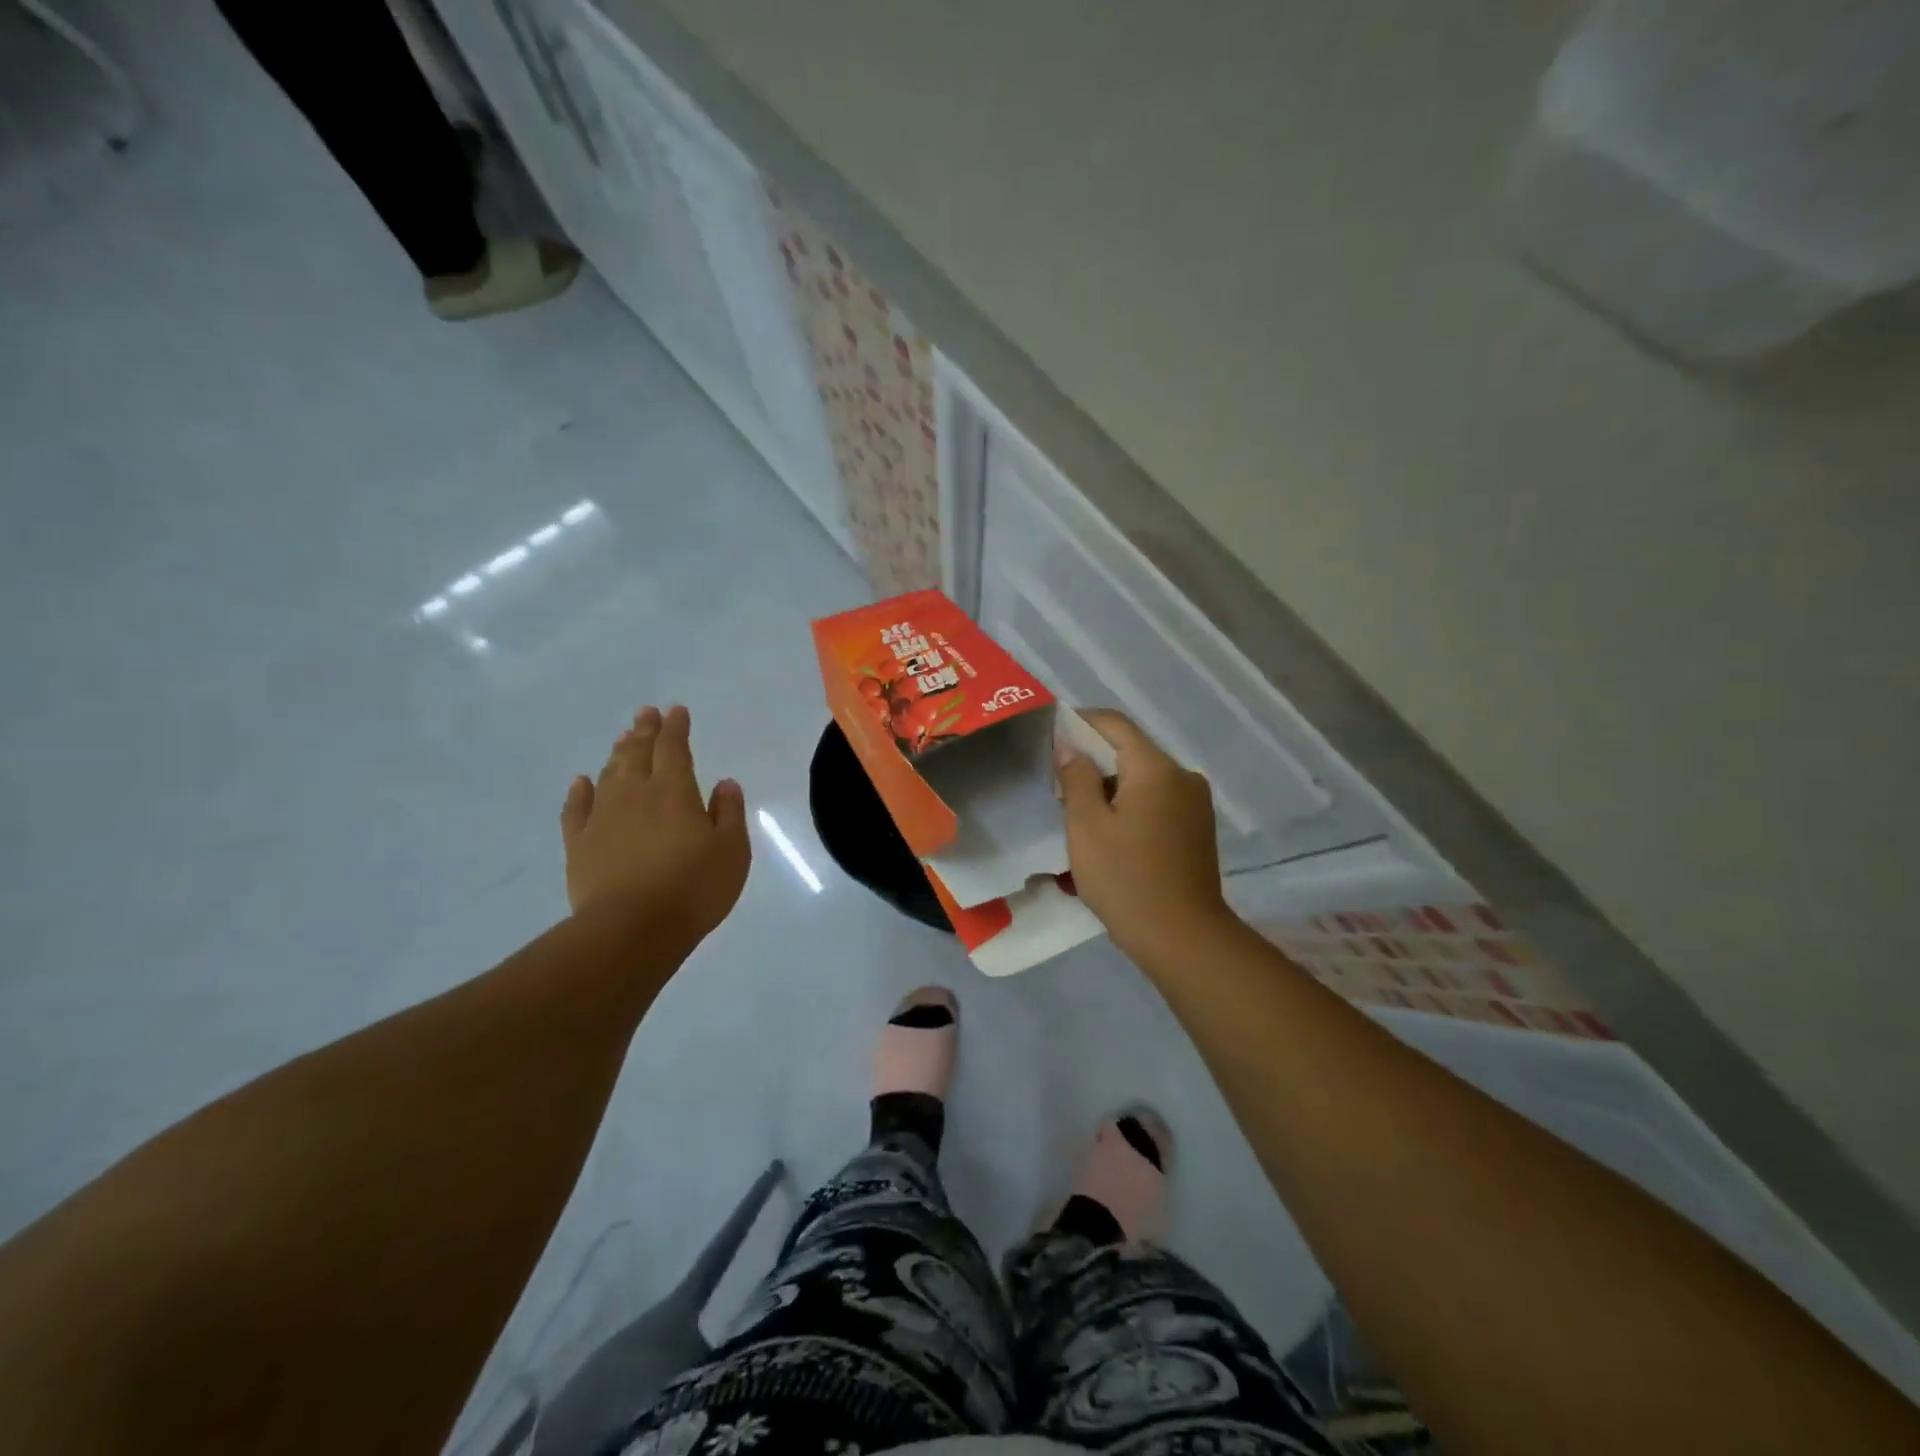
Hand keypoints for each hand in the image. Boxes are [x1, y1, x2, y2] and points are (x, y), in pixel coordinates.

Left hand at [560, 705, 750, 944]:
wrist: (632, 928)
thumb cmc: (693, 887)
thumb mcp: (731, 850)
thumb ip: (728, 812)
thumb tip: (725, 782)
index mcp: (674, 791)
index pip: (674, 748)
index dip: (676, 727)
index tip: (677, 711)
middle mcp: (635, 794)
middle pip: (638, 753)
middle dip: (644, 731)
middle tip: (646, 712)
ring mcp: (602, 818)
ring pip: (609, 774)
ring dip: (618, 753)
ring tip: (624, 738)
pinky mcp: (579, 844)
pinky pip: (576, 809)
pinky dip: (579, 791)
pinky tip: (582, 781)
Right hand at [1057, 710, 1232, 959]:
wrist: (1183, 938)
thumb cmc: (1126, 879)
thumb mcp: (1087, 826)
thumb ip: (1076, 777)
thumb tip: (1070, 745)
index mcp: (1156, 768)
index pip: (1114, 724)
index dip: (1080, 723)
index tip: (1050, 737)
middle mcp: (1182, 776)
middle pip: (1130, 751)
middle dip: (1093, 761)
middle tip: (1058, 785)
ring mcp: (1195, 803)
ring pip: (1143, 778)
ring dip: (1111, 787)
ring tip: (1080, 815)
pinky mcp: (1198, 828)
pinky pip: (1157, 801)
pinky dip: (1131, 806)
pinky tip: (1111, 835)